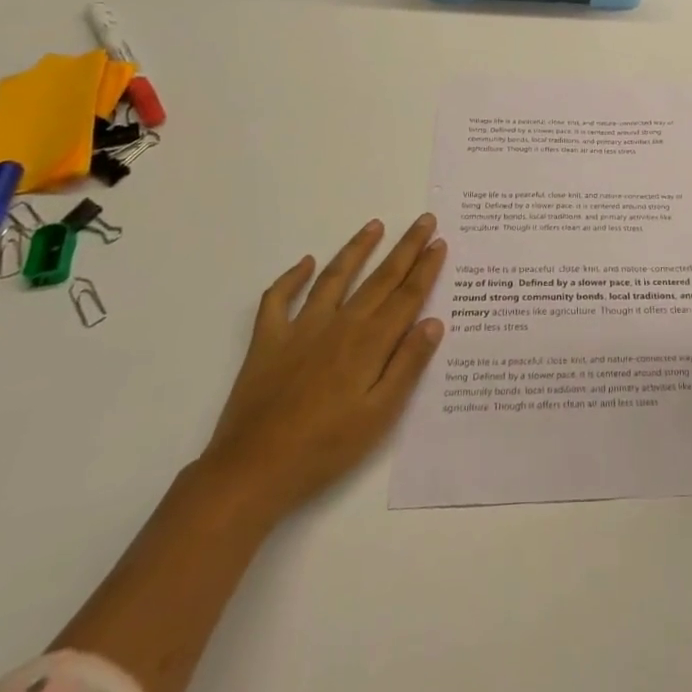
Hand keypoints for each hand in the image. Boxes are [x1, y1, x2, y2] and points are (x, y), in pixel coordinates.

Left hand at [198, 215, 447, 523]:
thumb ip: (407, 366)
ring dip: (357, 249)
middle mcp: (340, 325)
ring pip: (335, 277)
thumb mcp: (379, 415)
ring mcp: (301, 328)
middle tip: (424, 220)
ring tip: (374, 225)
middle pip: (380, 278)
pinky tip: (305, 263)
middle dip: (405, 247)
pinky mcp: (268, 341)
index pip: (407, 296)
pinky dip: (291, 278)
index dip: (425, 268)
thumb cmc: (324, 449)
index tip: (440, 242)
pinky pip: (278, 299)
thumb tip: (433, 322)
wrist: (252, 471)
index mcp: (369, 343)